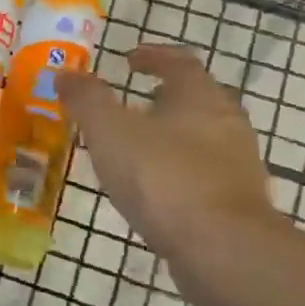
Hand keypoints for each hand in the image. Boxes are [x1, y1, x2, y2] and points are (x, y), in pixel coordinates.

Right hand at [57, 44, 287, 258]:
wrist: (222, 249)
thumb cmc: (163, 177)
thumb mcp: (110, 132)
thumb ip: (87, 100)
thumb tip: (66, 73)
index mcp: (199, 95)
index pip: (180, 61)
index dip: (153, 56)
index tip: (129, 58)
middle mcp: (226, 122)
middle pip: (197, 98)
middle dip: (165, 96)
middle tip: (133, 101)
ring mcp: (237, 165)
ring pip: (202, 137)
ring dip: (173, 135)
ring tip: (138, 147)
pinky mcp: (238, 203)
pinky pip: (204, 174)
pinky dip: (179, 171)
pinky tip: (156, 189)